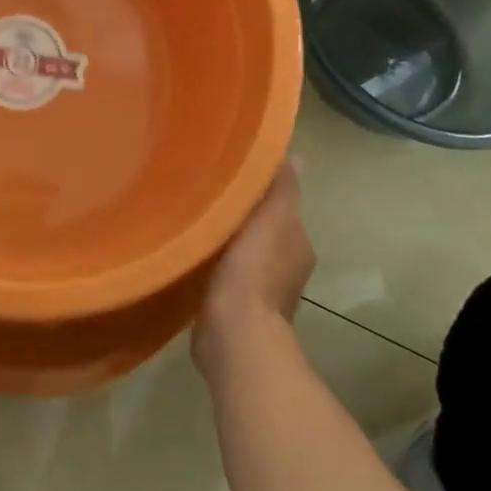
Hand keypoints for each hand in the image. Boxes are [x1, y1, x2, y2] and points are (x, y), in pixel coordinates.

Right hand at [192, 161, 314, 379]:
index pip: (282, 207)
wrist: (235, 334)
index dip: (261, 192)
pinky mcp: (235, 310)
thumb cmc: (254, 270)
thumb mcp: (272, 218)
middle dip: (241, 216)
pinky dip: (215, 267)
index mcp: (297, 244)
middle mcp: (286, 267)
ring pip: (243, 254)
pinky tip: (193, 258)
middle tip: (207, 195)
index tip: (231, 175)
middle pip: (262, 230)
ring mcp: (261, 292)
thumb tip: (295, 156)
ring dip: (226, 242)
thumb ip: (282, 188)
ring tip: (196, 224)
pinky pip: (225, 277)